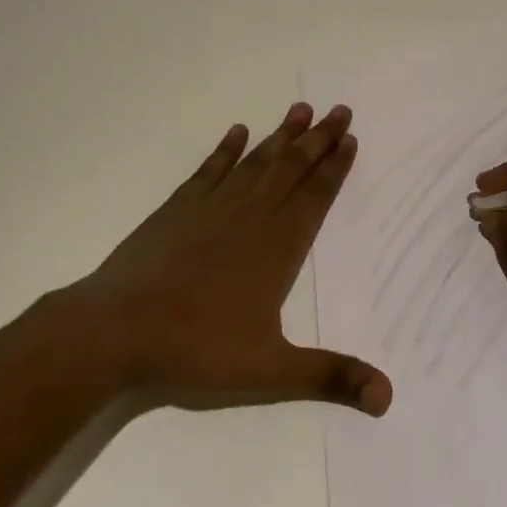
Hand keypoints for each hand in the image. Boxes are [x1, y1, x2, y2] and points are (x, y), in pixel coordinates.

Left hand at [57, 103, 392, 415]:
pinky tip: (237, 132)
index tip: (351, 138)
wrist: (117, 330)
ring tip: (301, 109)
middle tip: (340, 109)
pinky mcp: (178, 208)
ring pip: (257, 161)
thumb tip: (389, 396)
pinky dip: (226, 149)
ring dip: (282, 135)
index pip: (316, 195)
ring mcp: (213, 206)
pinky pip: (210, 169)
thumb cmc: (197, 347)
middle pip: (293, 167)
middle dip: (319, 139)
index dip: (336, 166)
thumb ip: (330, 376)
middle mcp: (252, 215)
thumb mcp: (270, 370)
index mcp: (279, 246)